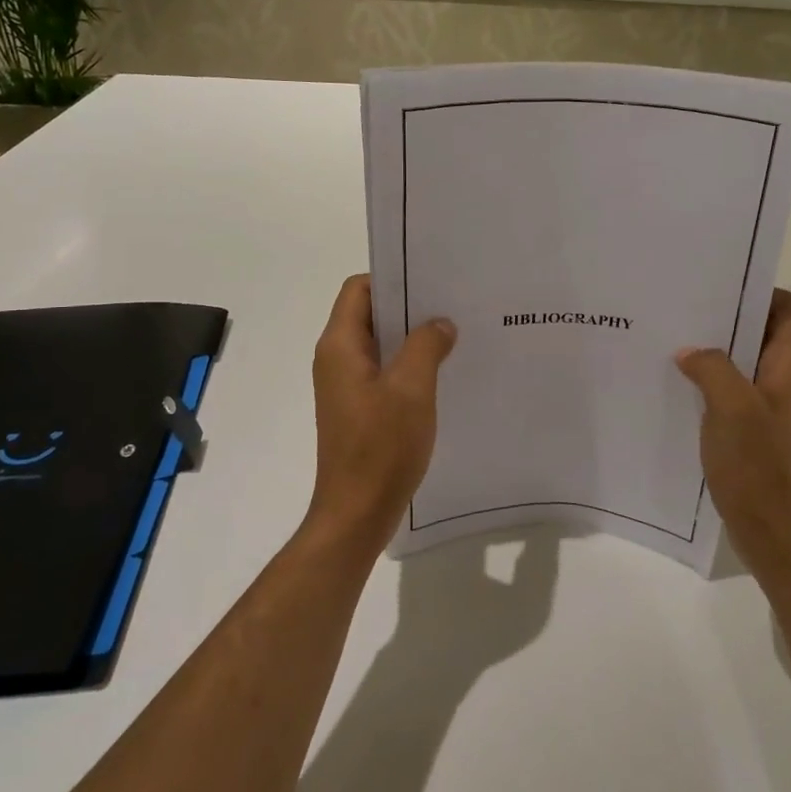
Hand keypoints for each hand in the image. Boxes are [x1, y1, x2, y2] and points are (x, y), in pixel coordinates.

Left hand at [307, 275, 457, 554]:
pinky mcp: (358, 409)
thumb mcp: (412, 389)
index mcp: (340, 346)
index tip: (431, 280)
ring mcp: (346, 387)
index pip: (359, 289)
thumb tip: (440, 323)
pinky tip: (442, 373)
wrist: (357, 513)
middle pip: (370, 314)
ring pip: (380, 345)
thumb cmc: (381, 447)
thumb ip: (426, 345)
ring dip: (412, 339)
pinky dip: (409, 366)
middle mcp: (337, 360)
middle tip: (452, 304)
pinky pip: (384, 373)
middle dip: (409, 307)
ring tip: (454, 335)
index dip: (392, 278)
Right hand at [676, 289, 790, 575]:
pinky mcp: (757, 431)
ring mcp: (772, 407)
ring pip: (744, 363)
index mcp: (790, 366)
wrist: (774, 532)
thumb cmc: (758, 466)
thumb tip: (690, 351)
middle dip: (726, 320)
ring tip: (673, 345)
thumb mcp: (730, 407)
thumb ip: (711, 368)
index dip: (760, 292)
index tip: (718, 288)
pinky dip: (711, 385)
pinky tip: (678, 388)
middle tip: (683, 312)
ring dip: (715, 354)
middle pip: (762, 332)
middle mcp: (786, 380)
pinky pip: (734, 393)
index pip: (789, 308)